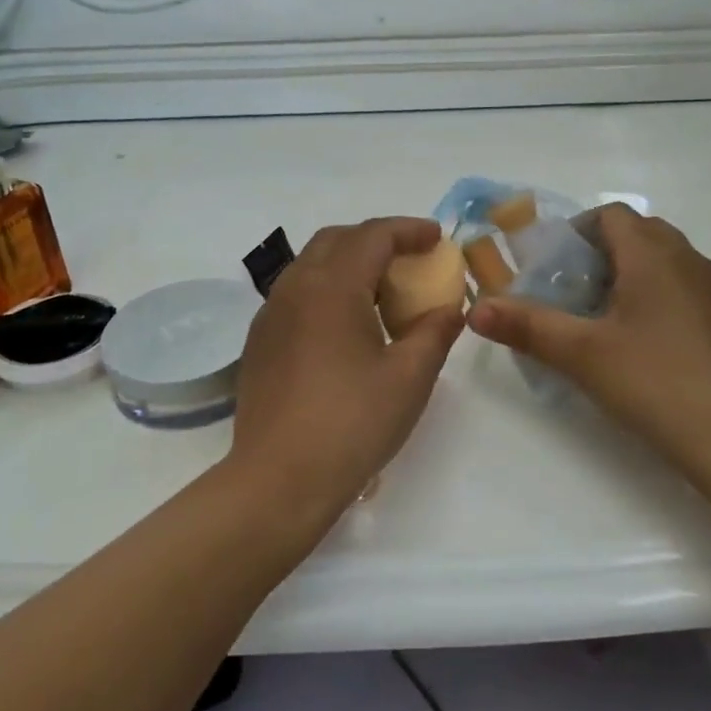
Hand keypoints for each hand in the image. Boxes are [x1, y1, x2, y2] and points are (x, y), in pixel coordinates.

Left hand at [231, 218, 463, 517]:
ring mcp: (271, 314)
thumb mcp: (409, 377)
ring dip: (349, 263)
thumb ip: (435, 332)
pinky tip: (346, 326)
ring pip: (312, 265)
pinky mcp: (260, 341)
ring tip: (382, 291)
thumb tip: (451, 309)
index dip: (408, 230)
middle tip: (410, 259)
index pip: (373, 236)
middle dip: (377, 239)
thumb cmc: (352, 424)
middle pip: (337, 240)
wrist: (278, 480)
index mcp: (331, 286)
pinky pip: (297, 294)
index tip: (437, 238)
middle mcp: (295, 287)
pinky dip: (327, 289)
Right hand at [467, 205, 710, 466]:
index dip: (576, 230)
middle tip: (569, 290)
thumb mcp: (581, 354)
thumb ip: (526, 326)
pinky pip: (678, 285)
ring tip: (597, 316)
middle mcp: (686, 259)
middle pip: (636, 232)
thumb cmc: (654, 382)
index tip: (551, 266)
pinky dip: (651, 294)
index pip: (610, 214)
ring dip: (625, 273)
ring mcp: (710, 289)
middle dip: (597, 252)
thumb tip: (475, 309)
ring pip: (660, 259)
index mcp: (653, 254)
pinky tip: (635, 340)